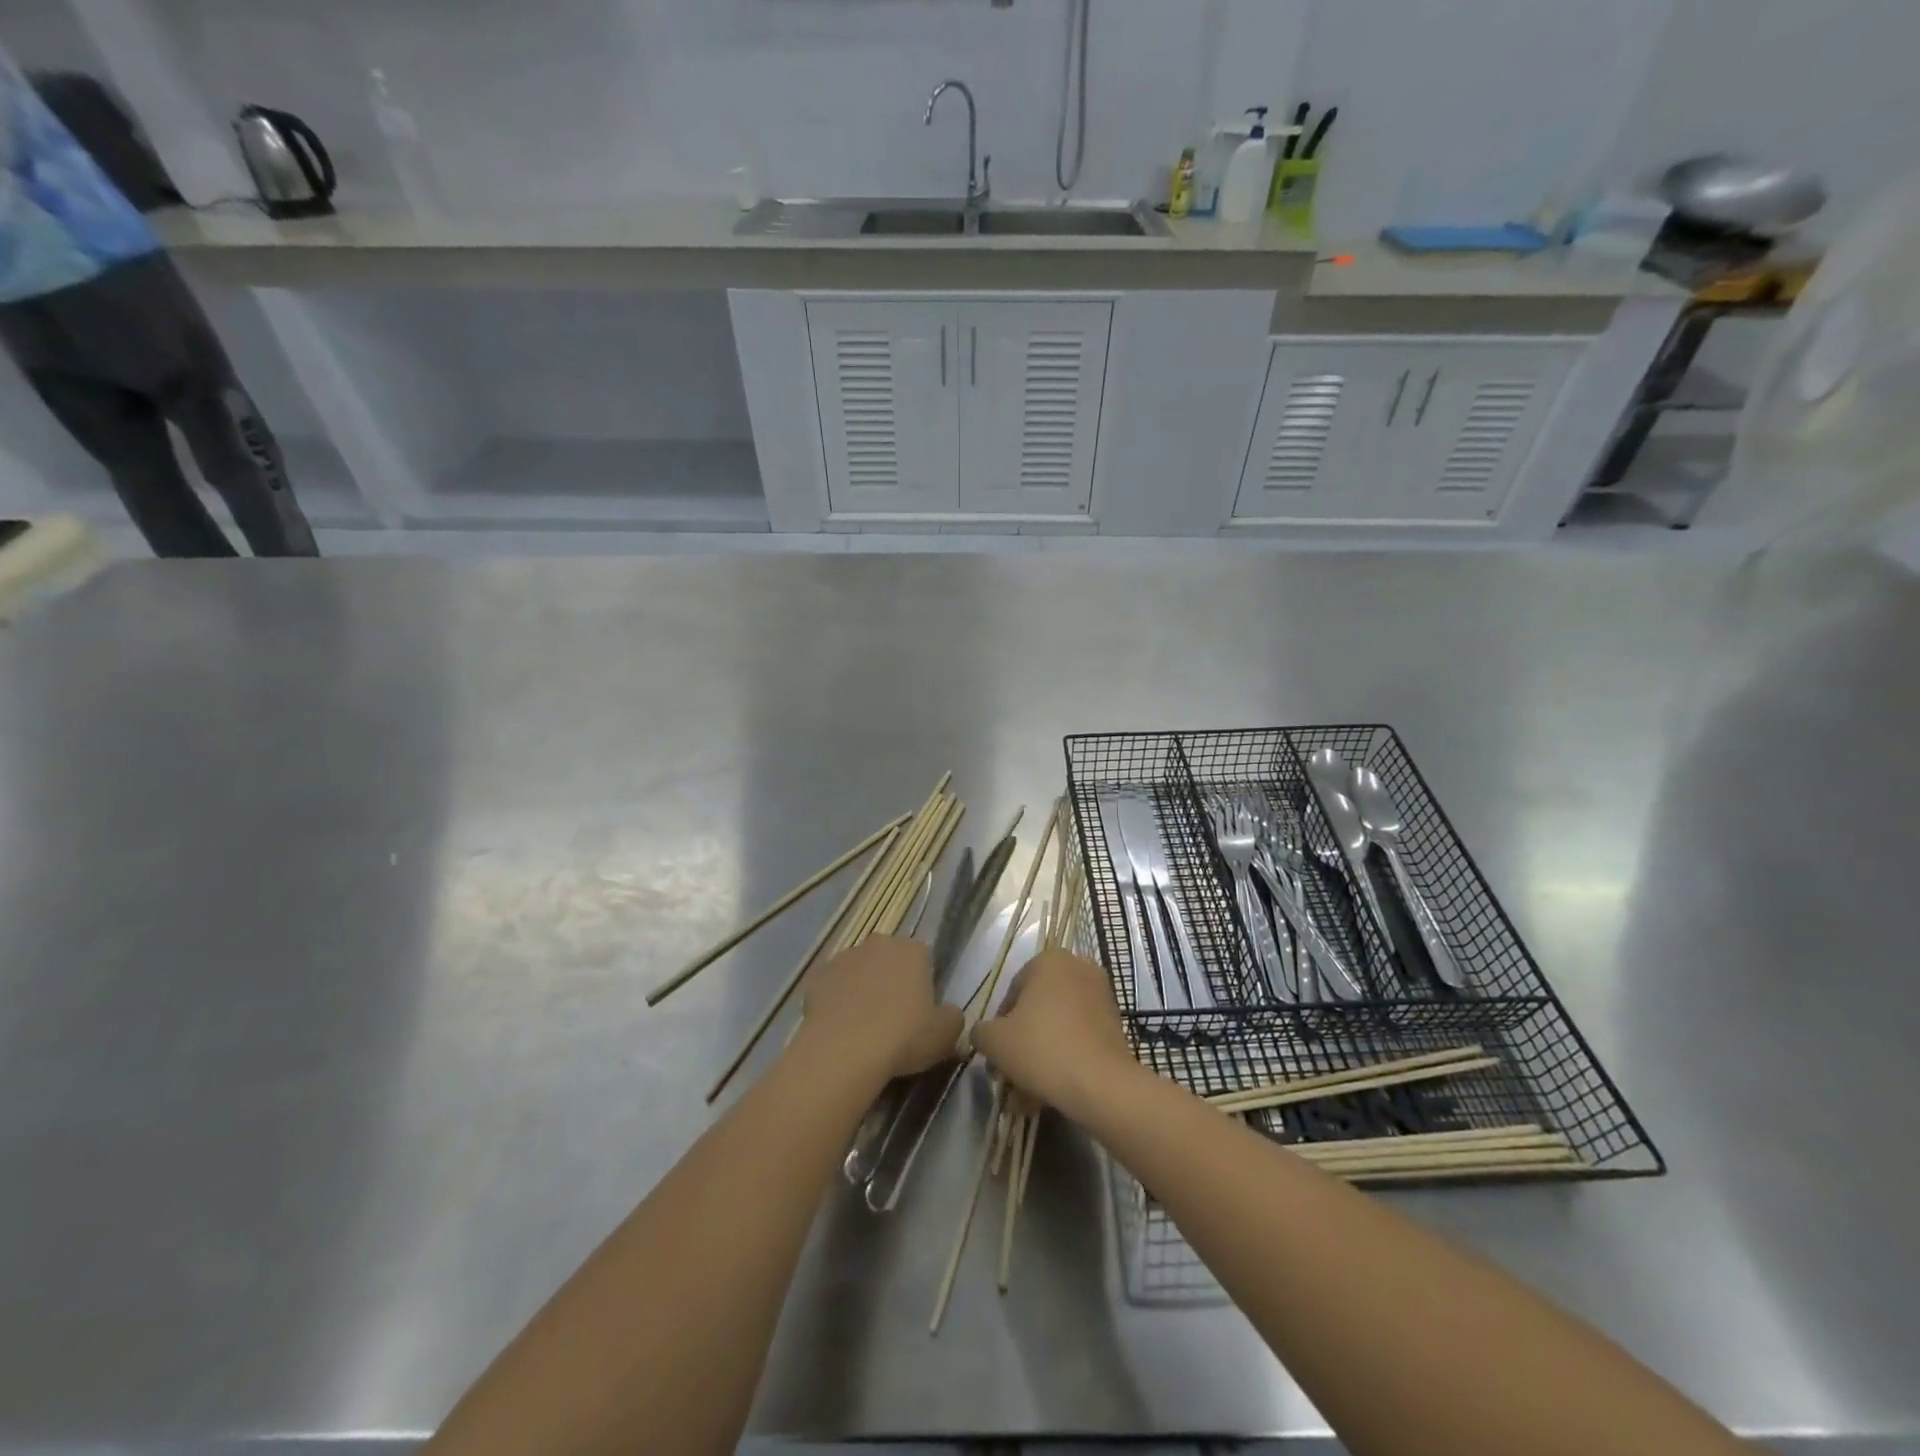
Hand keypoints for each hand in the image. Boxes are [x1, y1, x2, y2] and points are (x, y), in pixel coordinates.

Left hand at [799, 936, 964, 1080]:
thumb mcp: (945, 1035)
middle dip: (890, 981)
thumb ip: (952, 1018)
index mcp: (912, 950)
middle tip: (892, 1019)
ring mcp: (843, 957)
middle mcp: (878, 944)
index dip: (922, 985)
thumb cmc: (903, 1037)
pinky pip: (831, 987)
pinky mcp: (816, 976)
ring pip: (858, 971)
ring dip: (861, 989)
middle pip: (888, 960)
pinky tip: (838, 1028)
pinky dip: (835, 1001)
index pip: (923, 959)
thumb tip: (948, 1014)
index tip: (919, 1012)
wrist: (843, 1050)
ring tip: (861, 1027)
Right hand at [971, 949, 1135, 1120]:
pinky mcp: (1115, 1023)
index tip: (998, 1054)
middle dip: (1022, 1043)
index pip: (1012, 992)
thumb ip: (981, 1031)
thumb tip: (984, 1034)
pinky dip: (1064, 1058)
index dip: (1000, 1026)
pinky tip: (1050, 1091)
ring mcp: (1101, 995)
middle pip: (1037, 1009)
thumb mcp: (994, 1041)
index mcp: (1049, 960)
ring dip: (1040, 1056)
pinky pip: (1079, 1037)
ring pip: (1058, 1026)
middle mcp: (1078, 968)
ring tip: (1027, 1095)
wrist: (1101, 1084)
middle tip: (1011, 1074)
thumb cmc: (1042, 1049)